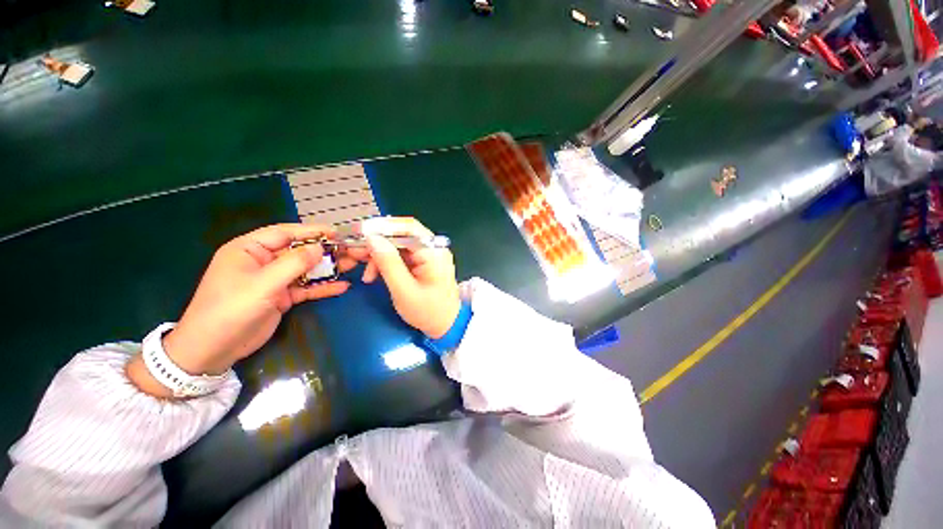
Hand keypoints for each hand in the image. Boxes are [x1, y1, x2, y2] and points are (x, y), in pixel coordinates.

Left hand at [127, 224, 356, 397]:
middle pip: (299, 251)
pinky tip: (342, 286)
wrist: (213, 350)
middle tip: (350, 250)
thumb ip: (293, 264)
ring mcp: (274, 280)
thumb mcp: (262, 284)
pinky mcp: (282, 297)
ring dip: (328, 268)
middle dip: (325, 251)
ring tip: (352, 265)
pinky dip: (323, 287)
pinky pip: (306, 288)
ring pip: (306, 270)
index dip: (311, 231)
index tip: (336, 233)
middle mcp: (263, 262)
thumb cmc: (230, 309)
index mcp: (249, 249)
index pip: (284, 233)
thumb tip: (320, 247)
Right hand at [354, 217, 461, 338]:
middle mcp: (432, 248)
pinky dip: (386, 263)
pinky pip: (401, 256)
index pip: (408, 227)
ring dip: (379, 256)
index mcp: (433, 252)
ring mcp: (428, 255)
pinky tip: (375, 275)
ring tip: (367, 274)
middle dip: (377, 244)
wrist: (446, 325)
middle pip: (401, 235)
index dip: (383, 226)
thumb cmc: (428, 312)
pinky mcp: (422, 263)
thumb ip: (388, 263)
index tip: (359, 232)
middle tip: (355, 253)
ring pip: (398, 246)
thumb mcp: (404, 290)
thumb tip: (372, 238)